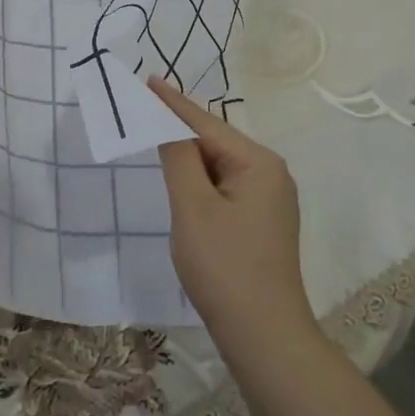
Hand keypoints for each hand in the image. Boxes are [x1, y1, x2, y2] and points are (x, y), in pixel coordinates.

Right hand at [150, 78, 316, 350]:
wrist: (264, 335)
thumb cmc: (224, 267)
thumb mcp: (193, 208)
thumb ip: (179, 159)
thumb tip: (169, 126)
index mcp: (258, 163)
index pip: (206, 123)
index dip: (172, 103)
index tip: (148, 79)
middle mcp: (271, 173)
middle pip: (215, 141)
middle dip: (179, 128)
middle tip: (143, 108)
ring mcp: (270, 198)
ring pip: (219, 165)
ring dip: (188, 156)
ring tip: (155, 136)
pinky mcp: (263, 220)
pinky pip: (226, 186)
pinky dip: (200, 179)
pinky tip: (182, 179)